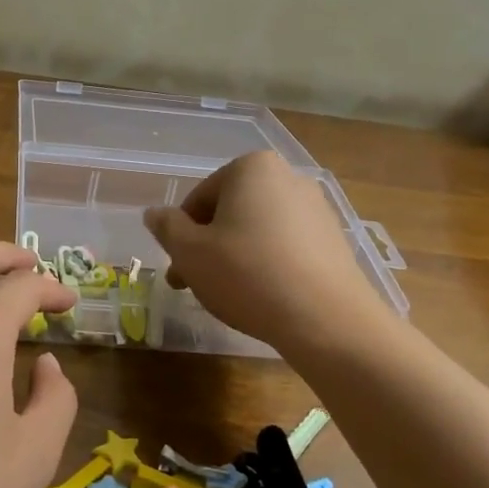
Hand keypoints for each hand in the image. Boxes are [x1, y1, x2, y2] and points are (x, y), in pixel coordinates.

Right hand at [142, 150, 385, 352]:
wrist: (327, 319)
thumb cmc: (247, 274)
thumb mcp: (190, 252)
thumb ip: (167, 228)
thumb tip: (154, 213)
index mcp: (251, 168)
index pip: (200, 199)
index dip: (181, 235)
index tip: (178, 268)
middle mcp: (288, 177)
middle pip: (230, 212)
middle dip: (208, 247)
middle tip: (194, 285)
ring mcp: (317, 209)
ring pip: (257, 231)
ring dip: (235, 257)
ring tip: (228, 296)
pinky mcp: (334, 241)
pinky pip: (286, 247)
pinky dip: (267, 266)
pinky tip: (262, 298)